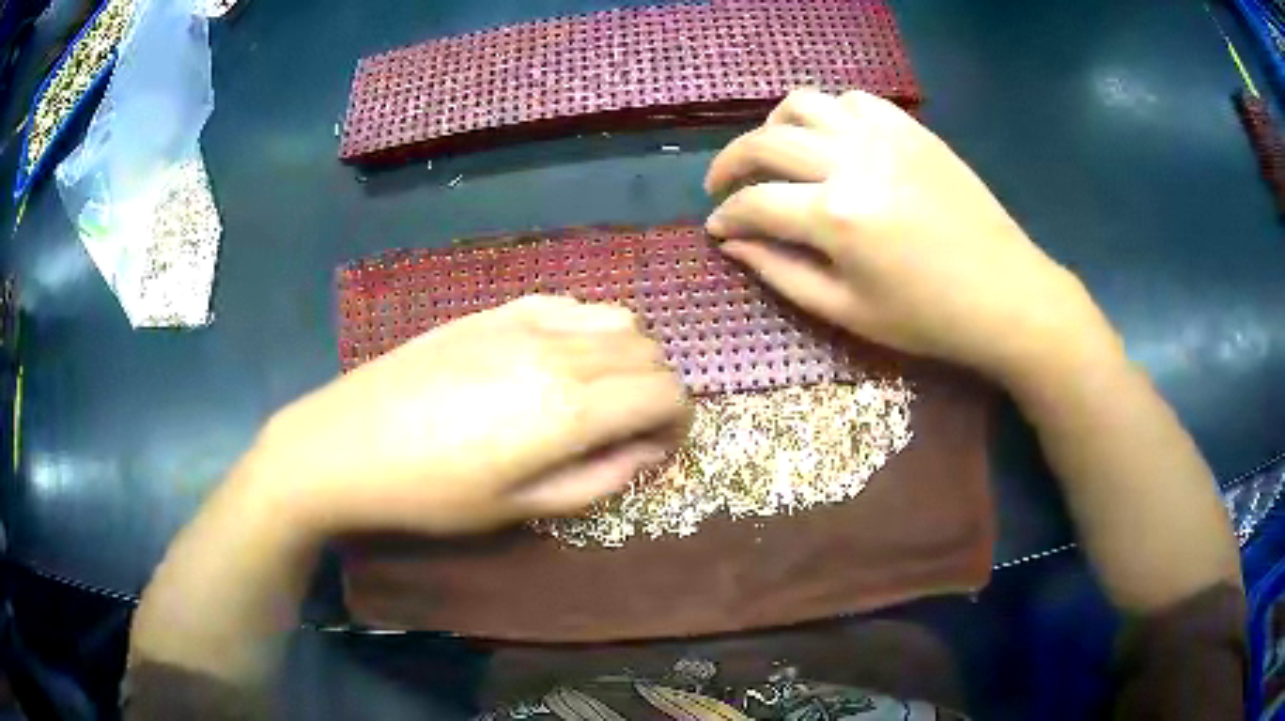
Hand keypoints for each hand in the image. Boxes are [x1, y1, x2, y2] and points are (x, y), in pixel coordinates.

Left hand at [247, 296, 689, 535]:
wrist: (346, 444)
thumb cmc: (431, 493)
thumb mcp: (518, 507)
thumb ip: (596, 478)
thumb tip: (646, 452)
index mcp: (568, 409)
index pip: (665, 392)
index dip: (680, 420)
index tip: (663, 446)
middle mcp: (559, 351)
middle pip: (648, 350)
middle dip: (660, 389)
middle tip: (635, 428)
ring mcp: (525, 321)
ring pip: (616, 318)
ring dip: (629, 355)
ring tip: (603, 393)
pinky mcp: (496, 310)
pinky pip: (569, 305)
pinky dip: (589, 329)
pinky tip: (562, 360)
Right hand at [704, 89, 1115, 381]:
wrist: (1007, 294)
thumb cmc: (929, 318)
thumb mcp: (848, 312)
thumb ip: (782, 273)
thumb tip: (733, 244)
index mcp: (836, 216)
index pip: (755, 203)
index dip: (726, 216)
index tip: (715, 228)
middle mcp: (852, 160)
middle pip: (766, 142)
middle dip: (729, 164)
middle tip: (721, 186)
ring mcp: (884, 136)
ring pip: (805, 104)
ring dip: (775, 126)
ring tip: (774, 152)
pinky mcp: (912, 129)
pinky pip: (854, 100)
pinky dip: (829, 113)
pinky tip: (831, 139)